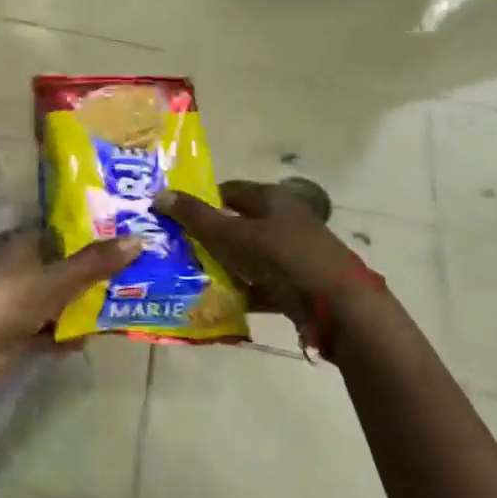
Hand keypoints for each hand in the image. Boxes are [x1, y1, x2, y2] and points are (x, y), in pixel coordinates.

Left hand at [0, 229, 140, 364]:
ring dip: (85, 306)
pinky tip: (92, 338)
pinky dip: (67, 333)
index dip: (96, 232)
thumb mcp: (53, 280)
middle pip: (66, 266)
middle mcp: (20, 266)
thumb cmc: (3, 301)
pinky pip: (51, 329)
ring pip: (61, 299)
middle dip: (97, 273)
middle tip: (142, 272)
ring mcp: (18, 301)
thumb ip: (94, 263)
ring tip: (129, 305)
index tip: (133, 235)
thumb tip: (139, 239)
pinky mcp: (17, 333)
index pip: (64, 230)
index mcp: (22, 241)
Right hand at [155, 181, 380, 334]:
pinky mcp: (298, 284)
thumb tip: (160, 195)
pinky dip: (243, 291)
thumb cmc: (282, 258)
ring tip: (191, 277)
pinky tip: (220, 302)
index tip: (176, 217)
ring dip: (225, 267)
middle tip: (178, 249)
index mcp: (273, 199)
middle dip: (210, 237)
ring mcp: (294, 254)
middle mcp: (285, 221)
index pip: (230, 191)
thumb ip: (196, 217)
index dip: (203, 201)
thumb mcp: (233, 236)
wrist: (337, 306)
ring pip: (249, 257)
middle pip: (239, 225)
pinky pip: (262, 284)